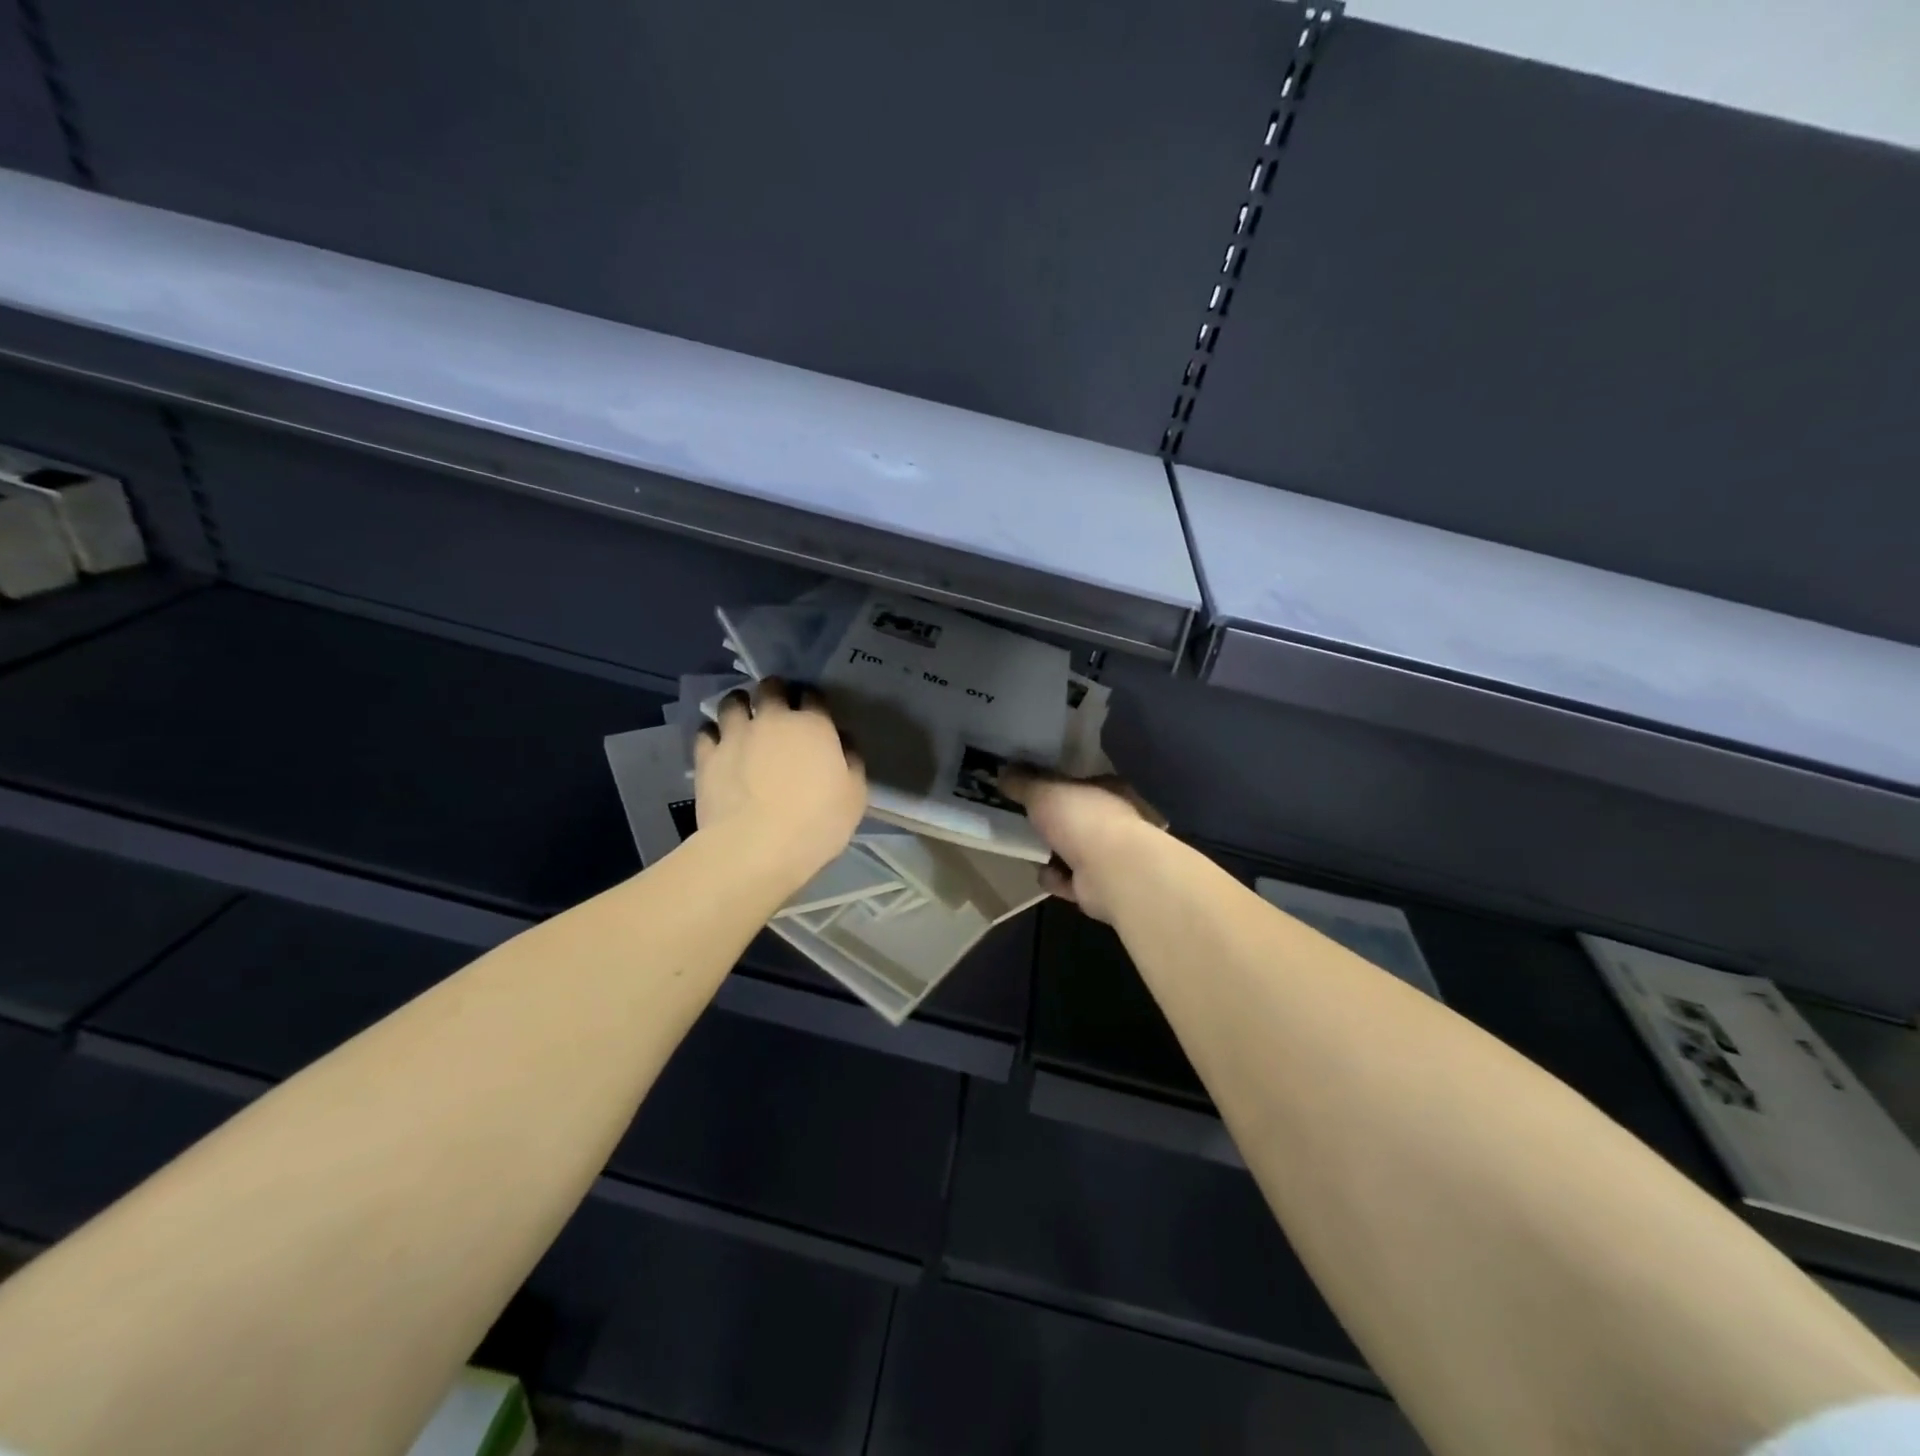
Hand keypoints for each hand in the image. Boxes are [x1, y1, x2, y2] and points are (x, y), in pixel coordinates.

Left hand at [695, 678, 866, 880]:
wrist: (755, 848)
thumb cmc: (816, 823)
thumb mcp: (855, 795)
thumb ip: (851, 760)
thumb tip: (842, 740)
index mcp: (813, 725)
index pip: (813, 695)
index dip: (813, 700)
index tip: (814, 712)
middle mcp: (772, 719)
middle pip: (771, 687)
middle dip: (775, 691)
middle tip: (777, 707)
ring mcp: (735, 735)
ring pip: (733, 701)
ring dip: (740, 705)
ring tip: (743, 718)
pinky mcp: (707, 756)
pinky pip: (706, 731)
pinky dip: (713, 733)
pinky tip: (718, 745)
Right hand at [1001, 769, 1166, 923]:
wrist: (1114, 873)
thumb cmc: (1083, 819)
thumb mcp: (1044, 792)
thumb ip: (1023, 782)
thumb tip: (1003, 772)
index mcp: (1110, 789)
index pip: (1082, 782)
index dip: (1057, 785)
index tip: (1031, 788)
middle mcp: (1115, 820)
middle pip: (1076, 818)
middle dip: (1051, 822)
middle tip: (1024, 820)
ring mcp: (1111, 855)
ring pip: (1073, 850)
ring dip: (1052, 853)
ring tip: (1029, 849)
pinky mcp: (1101, 886)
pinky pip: (1071, 880)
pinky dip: (1057, 878)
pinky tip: (1047, 875)